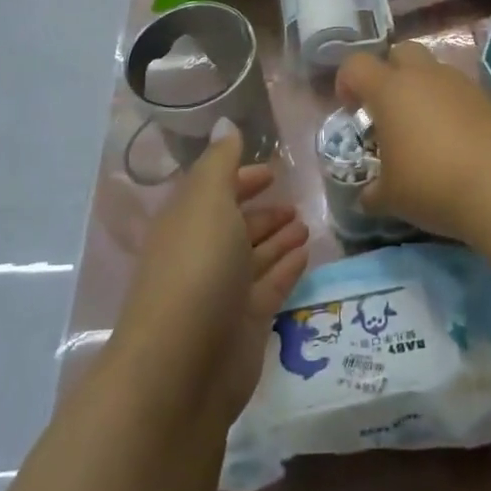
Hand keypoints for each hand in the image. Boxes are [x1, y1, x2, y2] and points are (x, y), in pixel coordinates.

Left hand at [112, 134, 309, 428]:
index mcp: (187, 223)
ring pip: (255, 256)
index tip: (272, 171)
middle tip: (296, 202)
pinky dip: (287, 266)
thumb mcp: (207, 202)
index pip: (215, 192)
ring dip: (279, 237)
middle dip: (263, 212)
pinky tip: (306, 252)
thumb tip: (225, 125)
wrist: (183, 366)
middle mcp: (203, 254)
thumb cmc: (195, 268)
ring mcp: (224, 291)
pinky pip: (271, 285)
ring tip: (307, 223)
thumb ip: (221, 163)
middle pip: (236, 226)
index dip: (241, 179)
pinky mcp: (246, 323)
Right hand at [337, 41, 490, 243]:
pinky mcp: (489, 97)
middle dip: (390, 72)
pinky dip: (451, 106)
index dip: (346, 81)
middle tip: (388, 109)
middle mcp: (424, 76)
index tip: (351, 109)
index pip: (356, 64)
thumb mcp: (391, 197)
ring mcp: (460, 83)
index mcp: (390, 90)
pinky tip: (454, 140)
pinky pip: (460, 91)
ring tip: (424, 129)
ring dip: (423, 89)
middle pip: (400, 51)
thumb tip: (369, 196)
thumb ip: (373, 191)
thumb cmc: (432, 185)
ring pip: (434, 70)